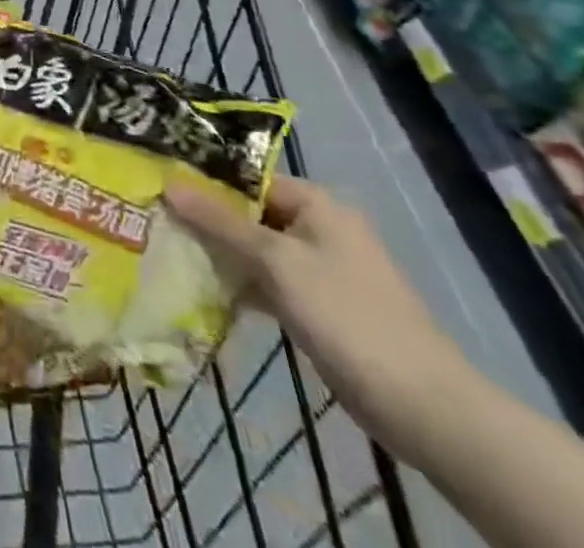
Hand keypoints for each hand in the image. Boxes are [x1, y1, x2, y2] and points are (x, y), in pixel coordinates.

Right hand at [164, 175, 472, 451]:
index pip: (248, 177)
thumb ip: (221, 223)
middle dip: (207, 219)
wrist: (425, 407)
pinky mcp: (321, 305)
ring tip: (170, 251)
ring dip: (221, 253)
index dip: (205, 180)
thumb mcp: (277, 263)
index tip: (160, 186)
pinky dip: (242, 284)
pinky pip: (270, 281)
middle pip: (250, 212)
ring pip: (257, 249)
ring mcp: (322, 268)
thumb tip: (169, 183)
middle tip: (157, 220)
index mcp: (317, 204)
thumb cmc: (347, 316)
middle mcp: (320, 227)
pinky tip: (205, 291)